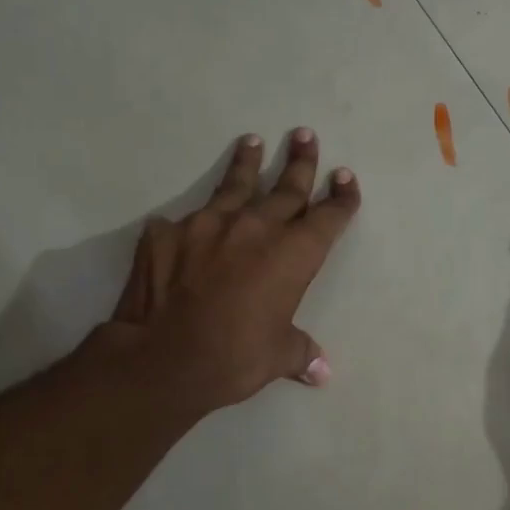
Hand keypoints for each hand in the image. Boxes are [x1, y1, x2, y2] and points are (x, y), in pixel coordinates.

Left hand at [96, 129, 360, 415]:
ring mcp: (207, 224)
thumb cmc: (235, 357)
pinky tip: (185, 224)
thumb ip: (301, 353)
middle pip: (286, 188)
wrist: (163, 358)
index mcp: (293, 254)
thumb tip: (321, 373)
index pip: (327, 216)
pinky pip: (182, 222)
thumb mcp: (277, 357)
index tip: (346, 179)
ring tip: (251, 142)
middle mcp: (255, 227)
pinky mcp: (166, 233)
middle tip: (305, 136)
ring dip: (247, 163)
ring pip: (234, 186)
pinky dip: (191, 222)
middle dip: (300, 162)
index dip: (341, 198)